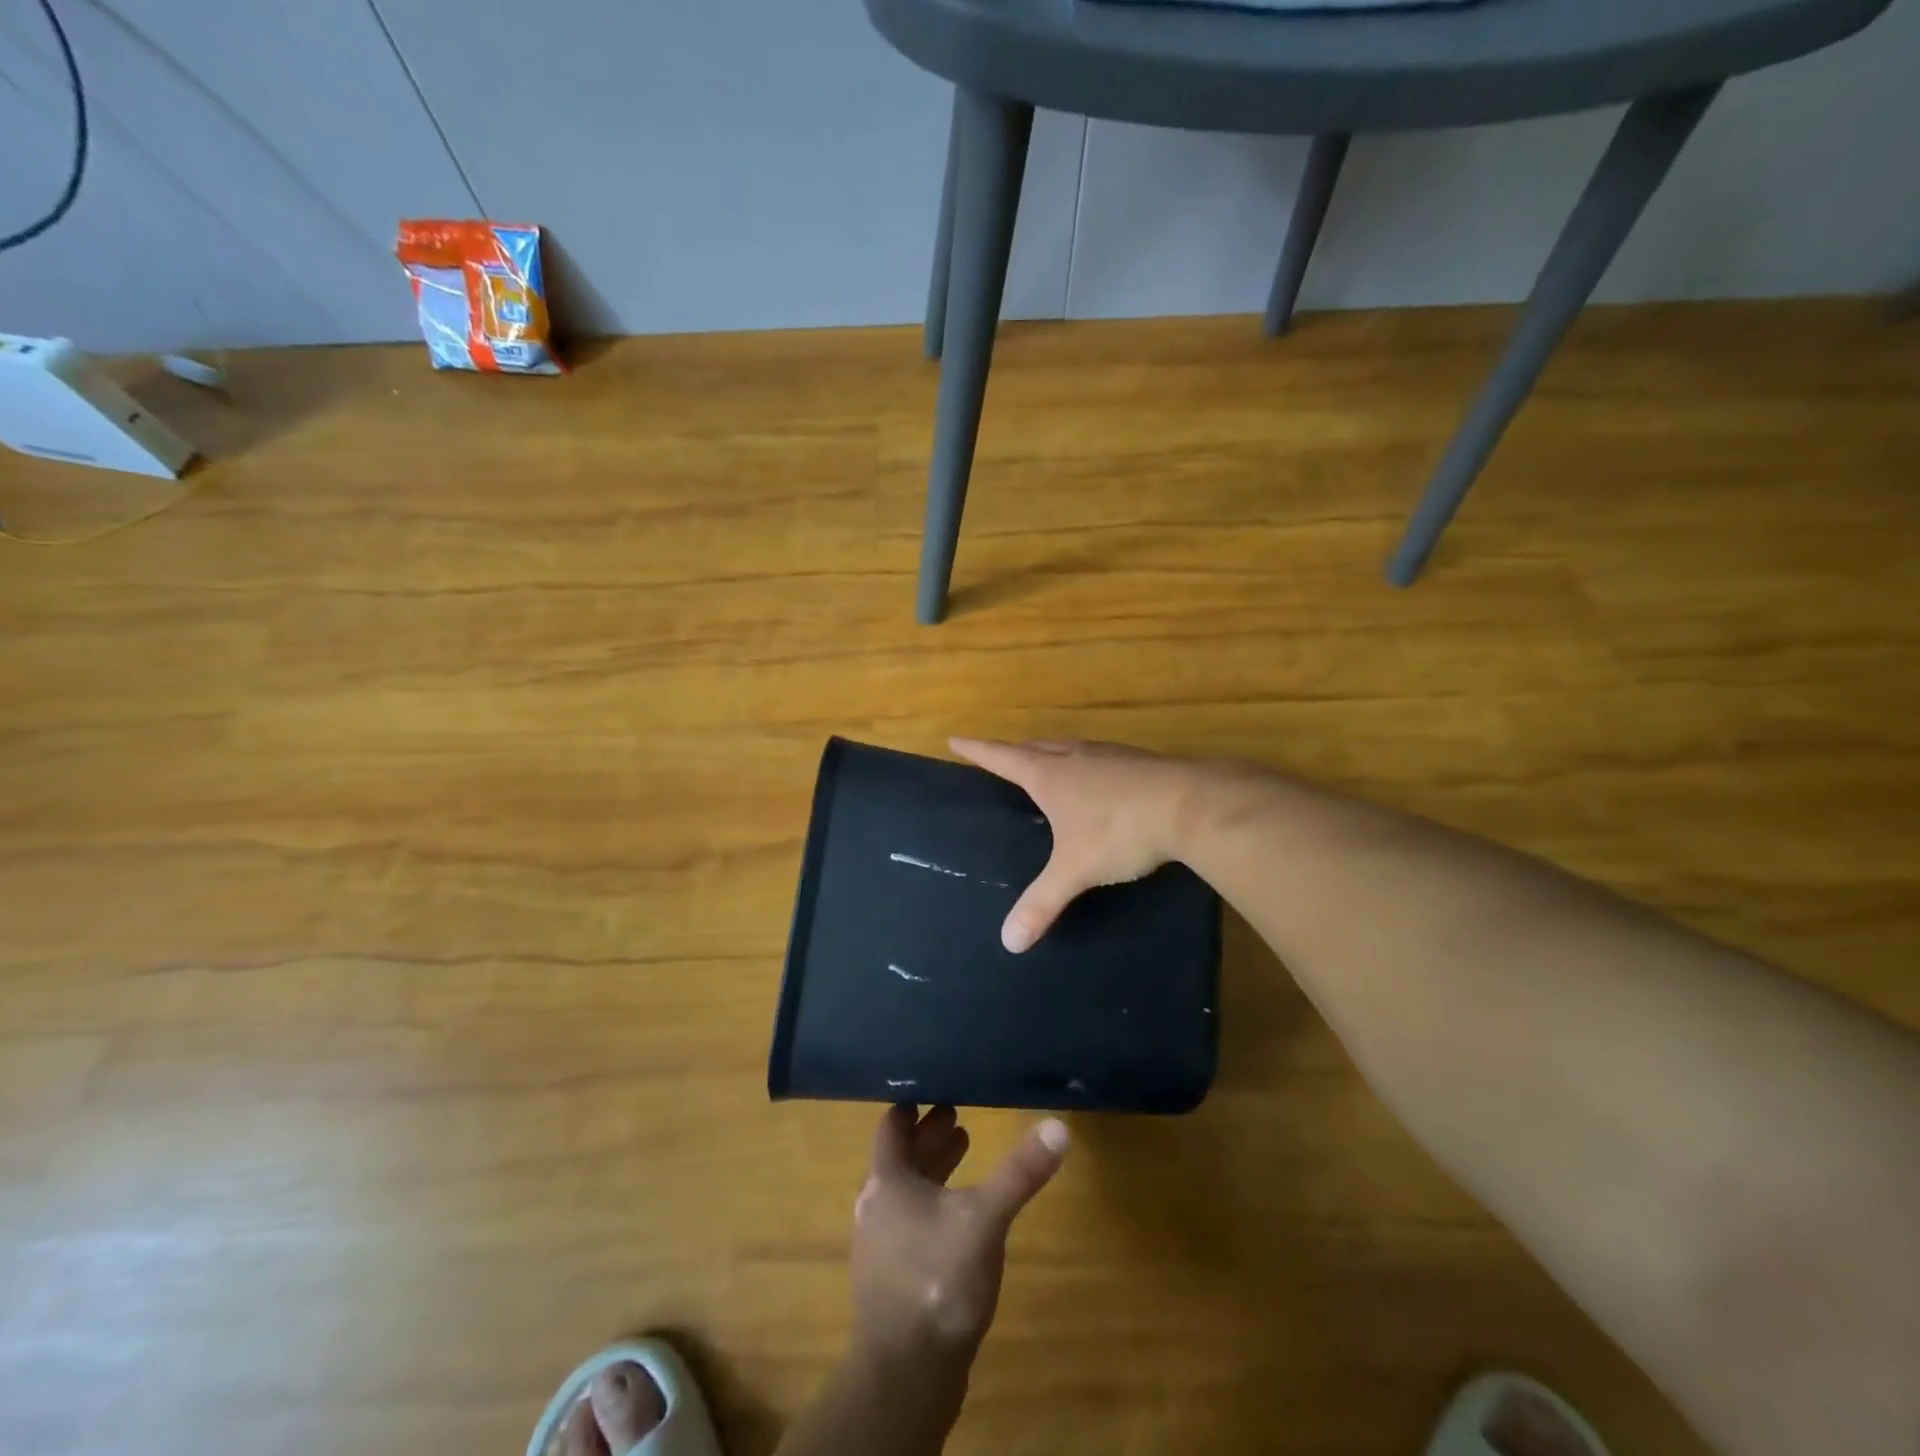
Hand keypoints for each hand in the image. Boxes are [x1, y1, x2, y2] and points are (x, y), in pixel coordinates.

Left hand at [850, 1104, 1068, 1359]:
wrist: (906, 1376)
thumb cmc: (938, 1280)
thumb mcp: (985, 1218)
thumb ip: (1020, 1173)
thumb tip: (1058, 1126)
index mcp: (887, 1181)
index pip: (891, 1125)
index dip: (911, 1103)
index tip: (934, 1084)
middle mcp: (876, 1205)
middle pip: (902, 1156)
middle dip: (930, 1133)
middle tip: (958, 1111)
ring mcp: (881, 1244)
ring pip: (907, 1189)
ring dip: (933, 1167)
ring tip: (966, 1144)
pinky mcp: (893, 1276)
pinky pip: (911, 1220)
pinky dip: (933, 1200)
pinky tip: (960, 1211)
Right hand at [951, 737, 1199, 951]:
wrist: (1189, 806)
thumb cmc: (1120, 832)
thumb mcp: (1075, 870)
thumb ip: (1042, 903)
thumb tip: (1009, 943)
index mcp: (1050, 776)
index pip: (1002, 758)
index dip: (977, 750)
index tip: (956, 739)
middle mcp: (1075, 758)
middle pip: (1036, 747)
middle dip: (1015, 750)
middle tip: (1002, 755)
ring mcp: (1109, 756)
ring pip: (1070, 747)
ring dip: (1052, 752)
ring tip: (1047, 762)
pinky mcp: (1139, 762)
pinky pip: (1100, 757)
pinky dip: (1087, 763)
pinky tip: (1100, 778)